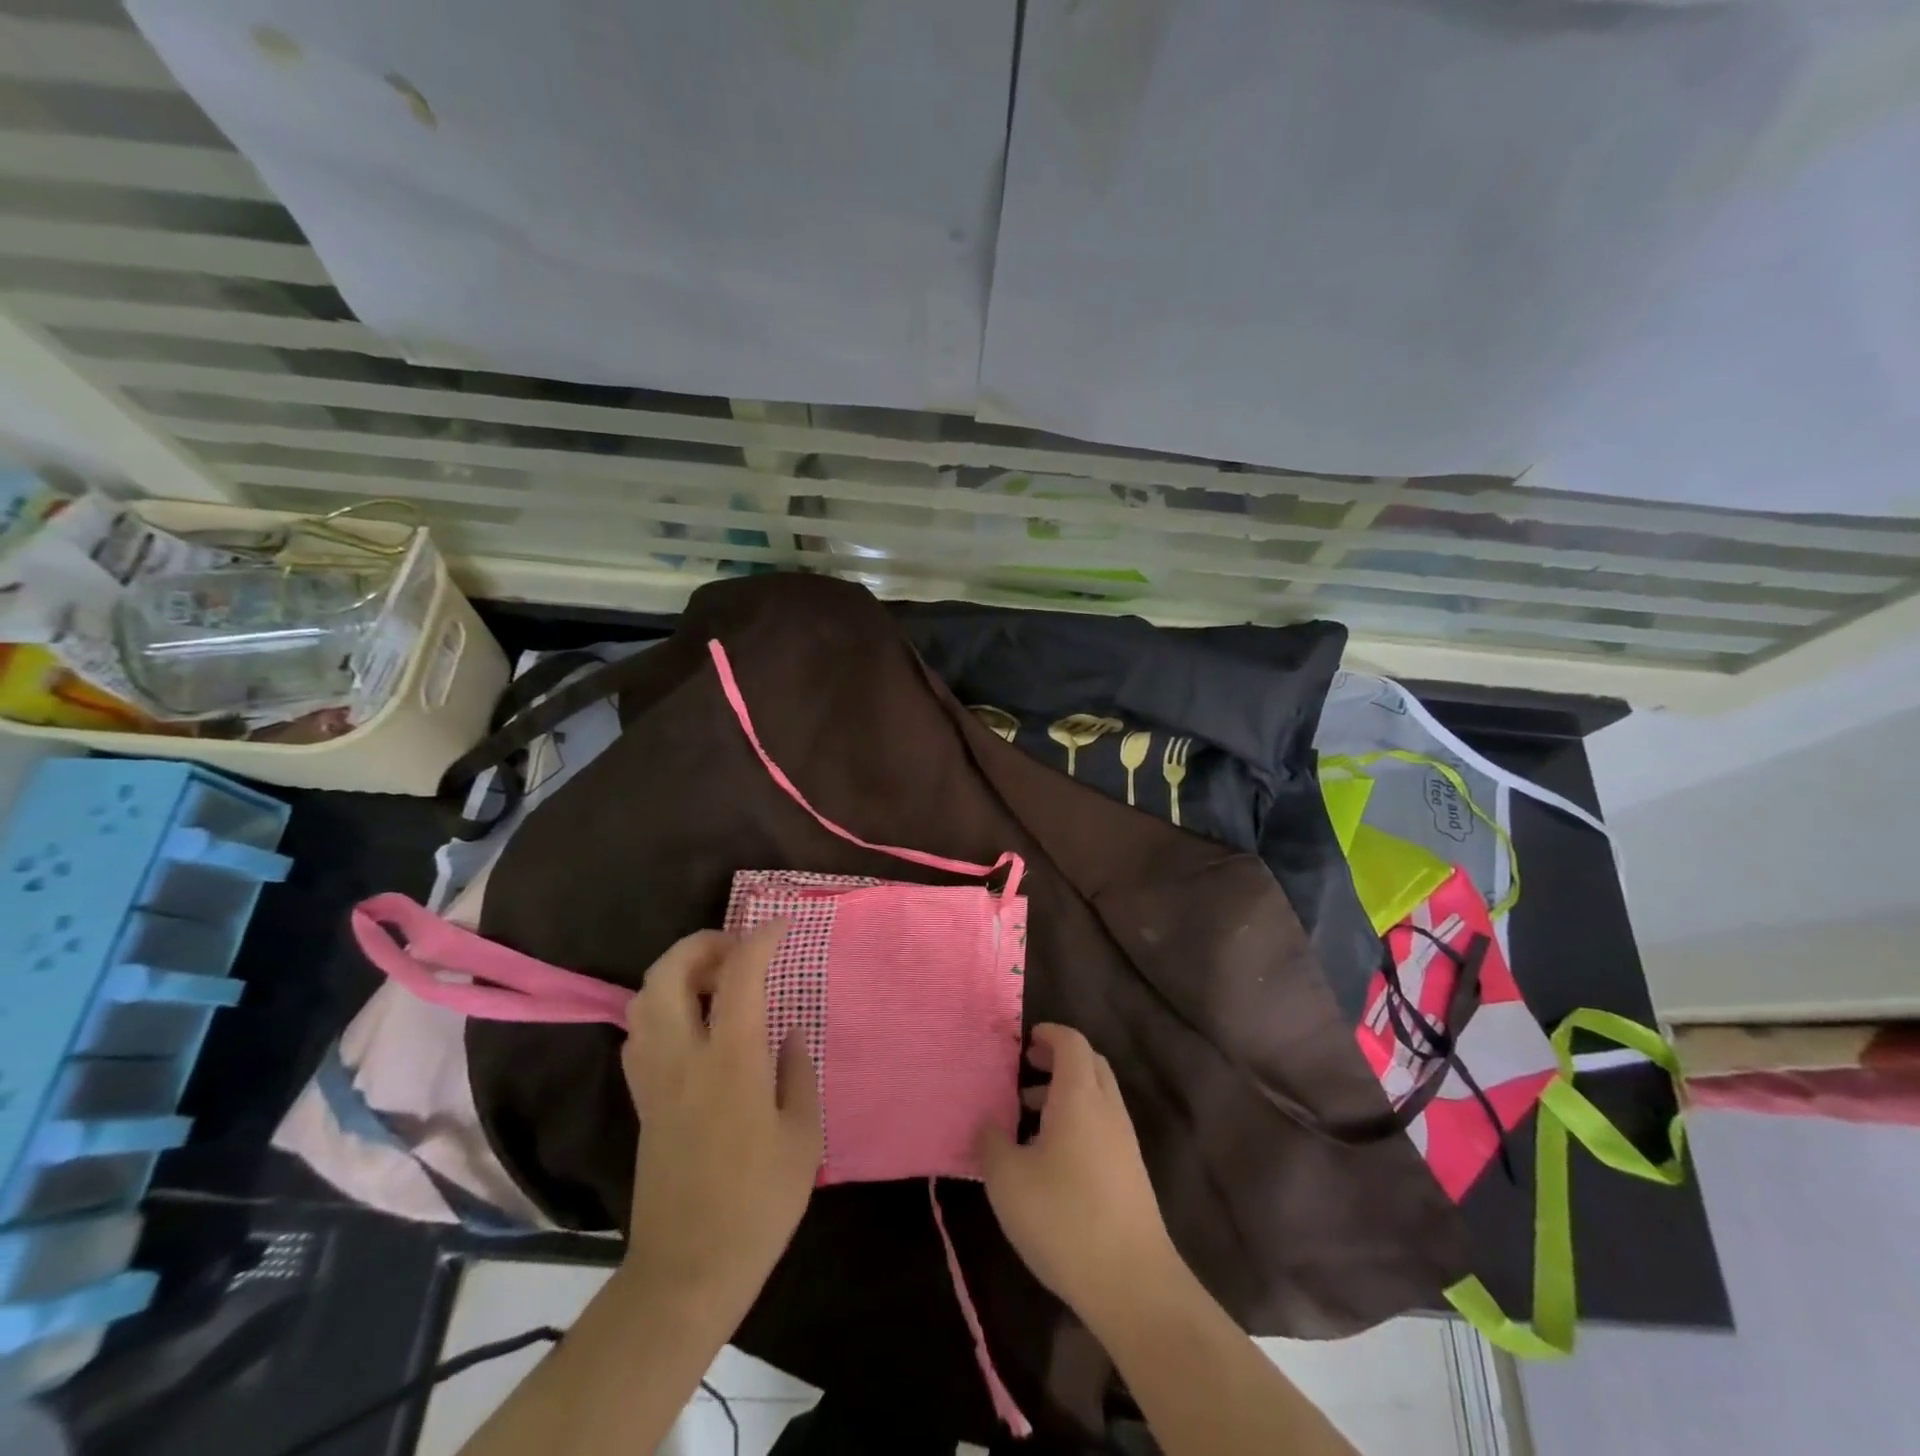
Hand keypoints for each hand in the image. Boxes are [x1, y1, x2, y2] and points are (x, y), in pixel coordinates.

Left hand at [620, 922, 821, 1321]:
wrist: (688, 1272)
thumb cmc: (759, 1203)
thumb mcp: (803, 1136)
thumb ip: (797, 1072)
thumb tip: (787, 1032)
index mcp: (731, 1061)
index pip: (738, 976)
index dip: (760, 940)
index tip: (781, 926)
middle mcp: (682, 1058)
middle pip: (668, 973)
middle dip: (701, 944)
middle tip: (736, 949)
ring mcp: (654, 1080)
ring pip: (644, 999)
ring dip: (677, 973)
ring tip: (715, 982)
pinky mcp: (642, 1102)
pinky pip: (640, 1033)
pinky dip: (662, 1008)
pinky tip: (694, 1025)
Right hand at [975, 1024, 1177, 1322]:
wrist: (1133, 1283)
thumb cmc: (1063, 1217)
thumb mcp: (1007, 1180)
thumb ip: (990, 1142)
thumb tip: (987, 1123)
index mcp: (1079, 1096)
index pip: (1071, 1042)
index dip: (1048, 1034)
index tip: (1023, 1042)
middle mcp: (1107, 1108)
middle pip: (1089, 1064)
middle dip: (1058, 1060)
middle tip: (1024, 1072)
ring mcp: (1124, 1141)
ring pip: (1097, 1096)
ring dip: (1066, 1093)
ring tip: (1027, 1117)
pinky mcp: (1131, 1173)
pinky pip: (1102, 1125)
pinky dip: (1078, 1120)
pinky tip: (1051, 1158)